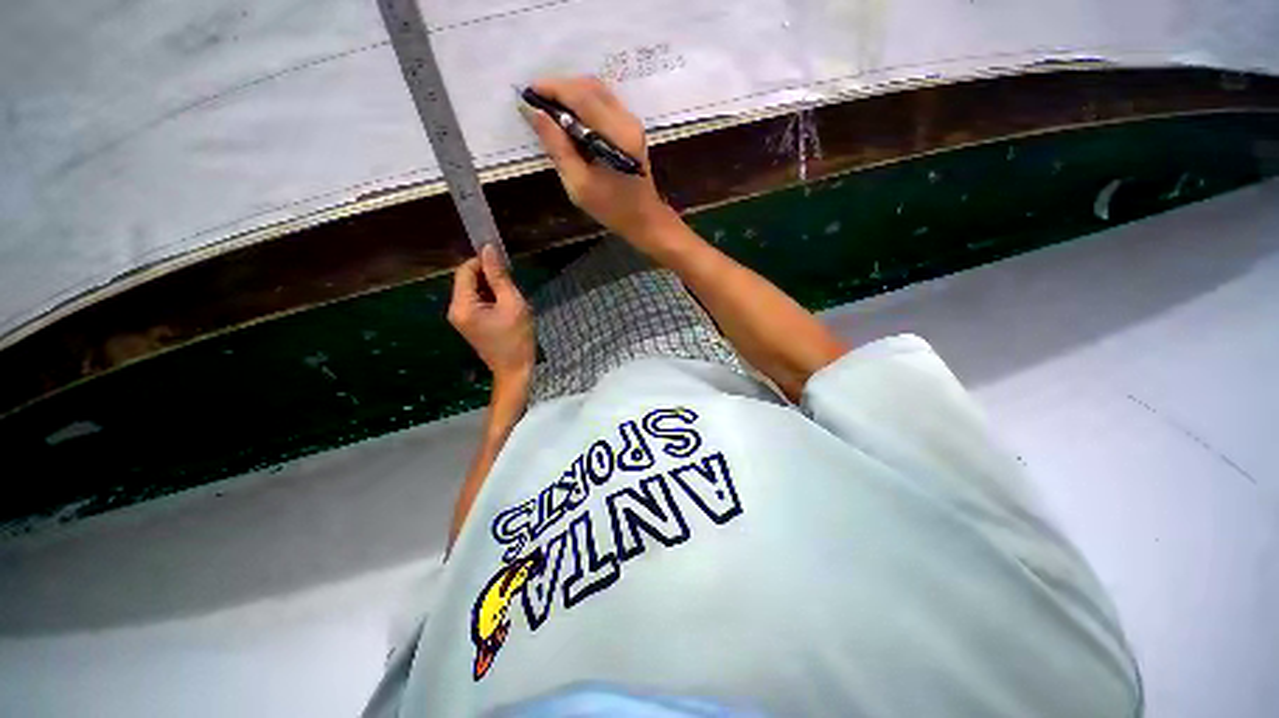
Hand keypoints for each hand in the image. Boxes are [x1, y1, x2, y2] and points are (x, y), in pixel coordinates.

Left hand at [447, 245, 534, 385]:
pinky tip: (506, 307)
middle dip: (489, 276)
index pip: (465, 270)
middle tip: (512, 284)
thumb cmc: (517, 338)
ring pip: (473, 290)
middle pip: (467, 280)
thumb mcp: (512, 304)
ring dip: (491, 288)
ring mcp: (460, 318)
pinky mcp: (468, 324)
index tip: (506, 265)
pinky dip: (490, 299)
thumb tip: (488, 249)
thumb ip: (499, 276)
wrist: (515, 370)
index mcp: (462, 305)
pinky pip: (476, 302)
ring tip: (512, 297)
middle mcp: (455, 309)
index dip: (483, 262)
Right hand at [523, 76, 673, 239]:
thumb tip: (534, 112)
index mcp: (617, 136)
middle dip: (559, 88)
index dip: (552, 88)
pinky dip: (582, 102)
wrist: (644, 218)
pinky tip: (568, 117)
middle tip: (536, 101)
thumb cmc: (612, 208)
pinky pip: (603, 101)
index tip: (527, 92)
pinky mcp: (630, 126)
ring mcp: (631, 121)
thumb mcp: (579, 184)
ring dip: (570, 93)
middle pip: (590, 86)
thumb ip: (557, 147)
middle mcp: (627, 120)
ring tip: (548, 108)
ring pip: (597, 90)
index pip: (582, 96)